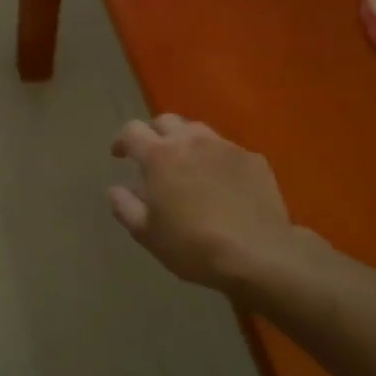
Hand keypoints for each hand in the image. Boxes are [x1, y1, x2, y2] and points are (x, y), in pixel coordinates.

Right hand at [109, 115, 312, 292]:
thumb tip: (116, 189)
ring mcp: (225, 147)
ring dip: (186, 142)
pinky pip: (227, 150)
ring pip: (198, 131)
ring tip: (188, 165)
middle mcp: (190, 141)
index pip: (132, 130)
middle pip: (166, 121)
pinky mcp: (254, 160)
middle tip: (153, 158)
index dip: (122, 140)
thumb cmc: (192, 245)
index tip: (120, 156)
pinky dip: (216, 159)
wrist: (259, 255)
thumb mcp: (146, 233)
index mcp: (159, 155)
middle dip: (154, 134)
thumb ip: (124, 206)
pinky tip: (221, 182)